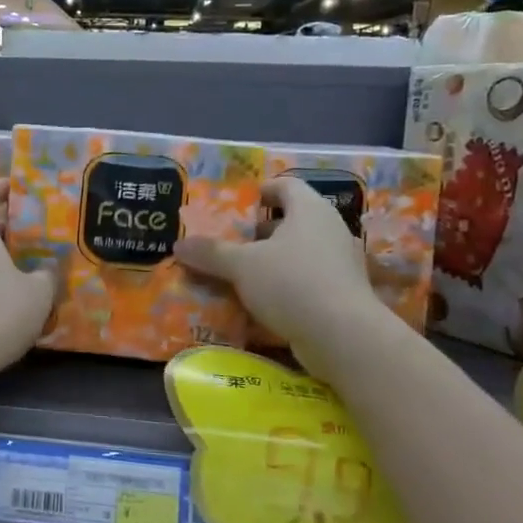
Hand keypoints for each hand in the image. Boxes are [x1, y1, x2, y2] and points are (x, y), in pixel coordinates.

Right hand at [175, 176, 384, 350]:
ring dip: (270, 261)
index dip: (261, 191)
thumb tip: (178, 245)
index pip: (285, 186)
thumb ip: (210, 253)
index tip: (237, 205)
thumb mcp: (241, 266)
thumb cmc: (292, 283)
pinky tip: (260, 302)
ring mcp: (340, 263)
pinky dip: (284, 285)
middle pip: (291, 220)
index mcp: (309, 210)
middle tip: (229, 242)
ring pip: (298, 252)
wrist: (343, 336)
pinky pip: (307, 280)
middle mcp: (329, 229)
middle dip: (259, 231)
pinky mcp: (342, 293)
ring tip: (238, 273)